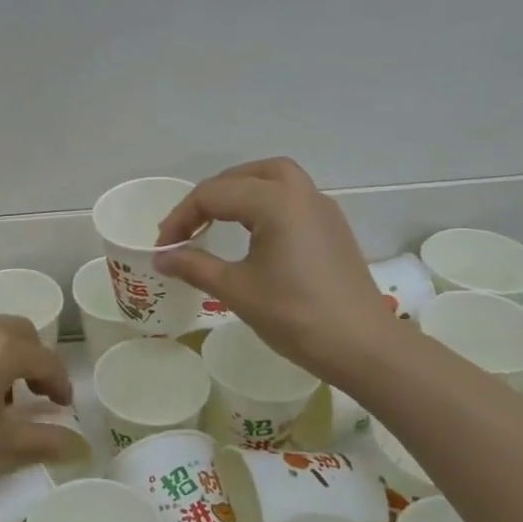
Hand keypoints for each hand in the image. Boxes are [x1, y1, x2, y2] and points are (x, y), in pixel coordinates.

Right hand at [154, 157, 396, 381]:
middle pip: (247, 174)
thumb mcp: (236, 290)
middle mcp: (301, 194)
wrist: (361, 346)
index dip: (181, 218)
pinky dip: (264, 203)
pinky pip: (292, 198)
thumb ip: (194, 266)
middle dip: (212, 193)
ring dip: (241, 190)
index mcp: (275, 203)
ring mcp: (322, 209)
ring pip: (275, 179)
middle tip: (190, 224)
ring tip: (217, 219)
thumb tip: (161, 257)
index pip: (213, 195)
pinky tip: (252, 232)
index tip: (164, 247)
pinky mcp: (332, 228)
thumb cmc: (294, 315)